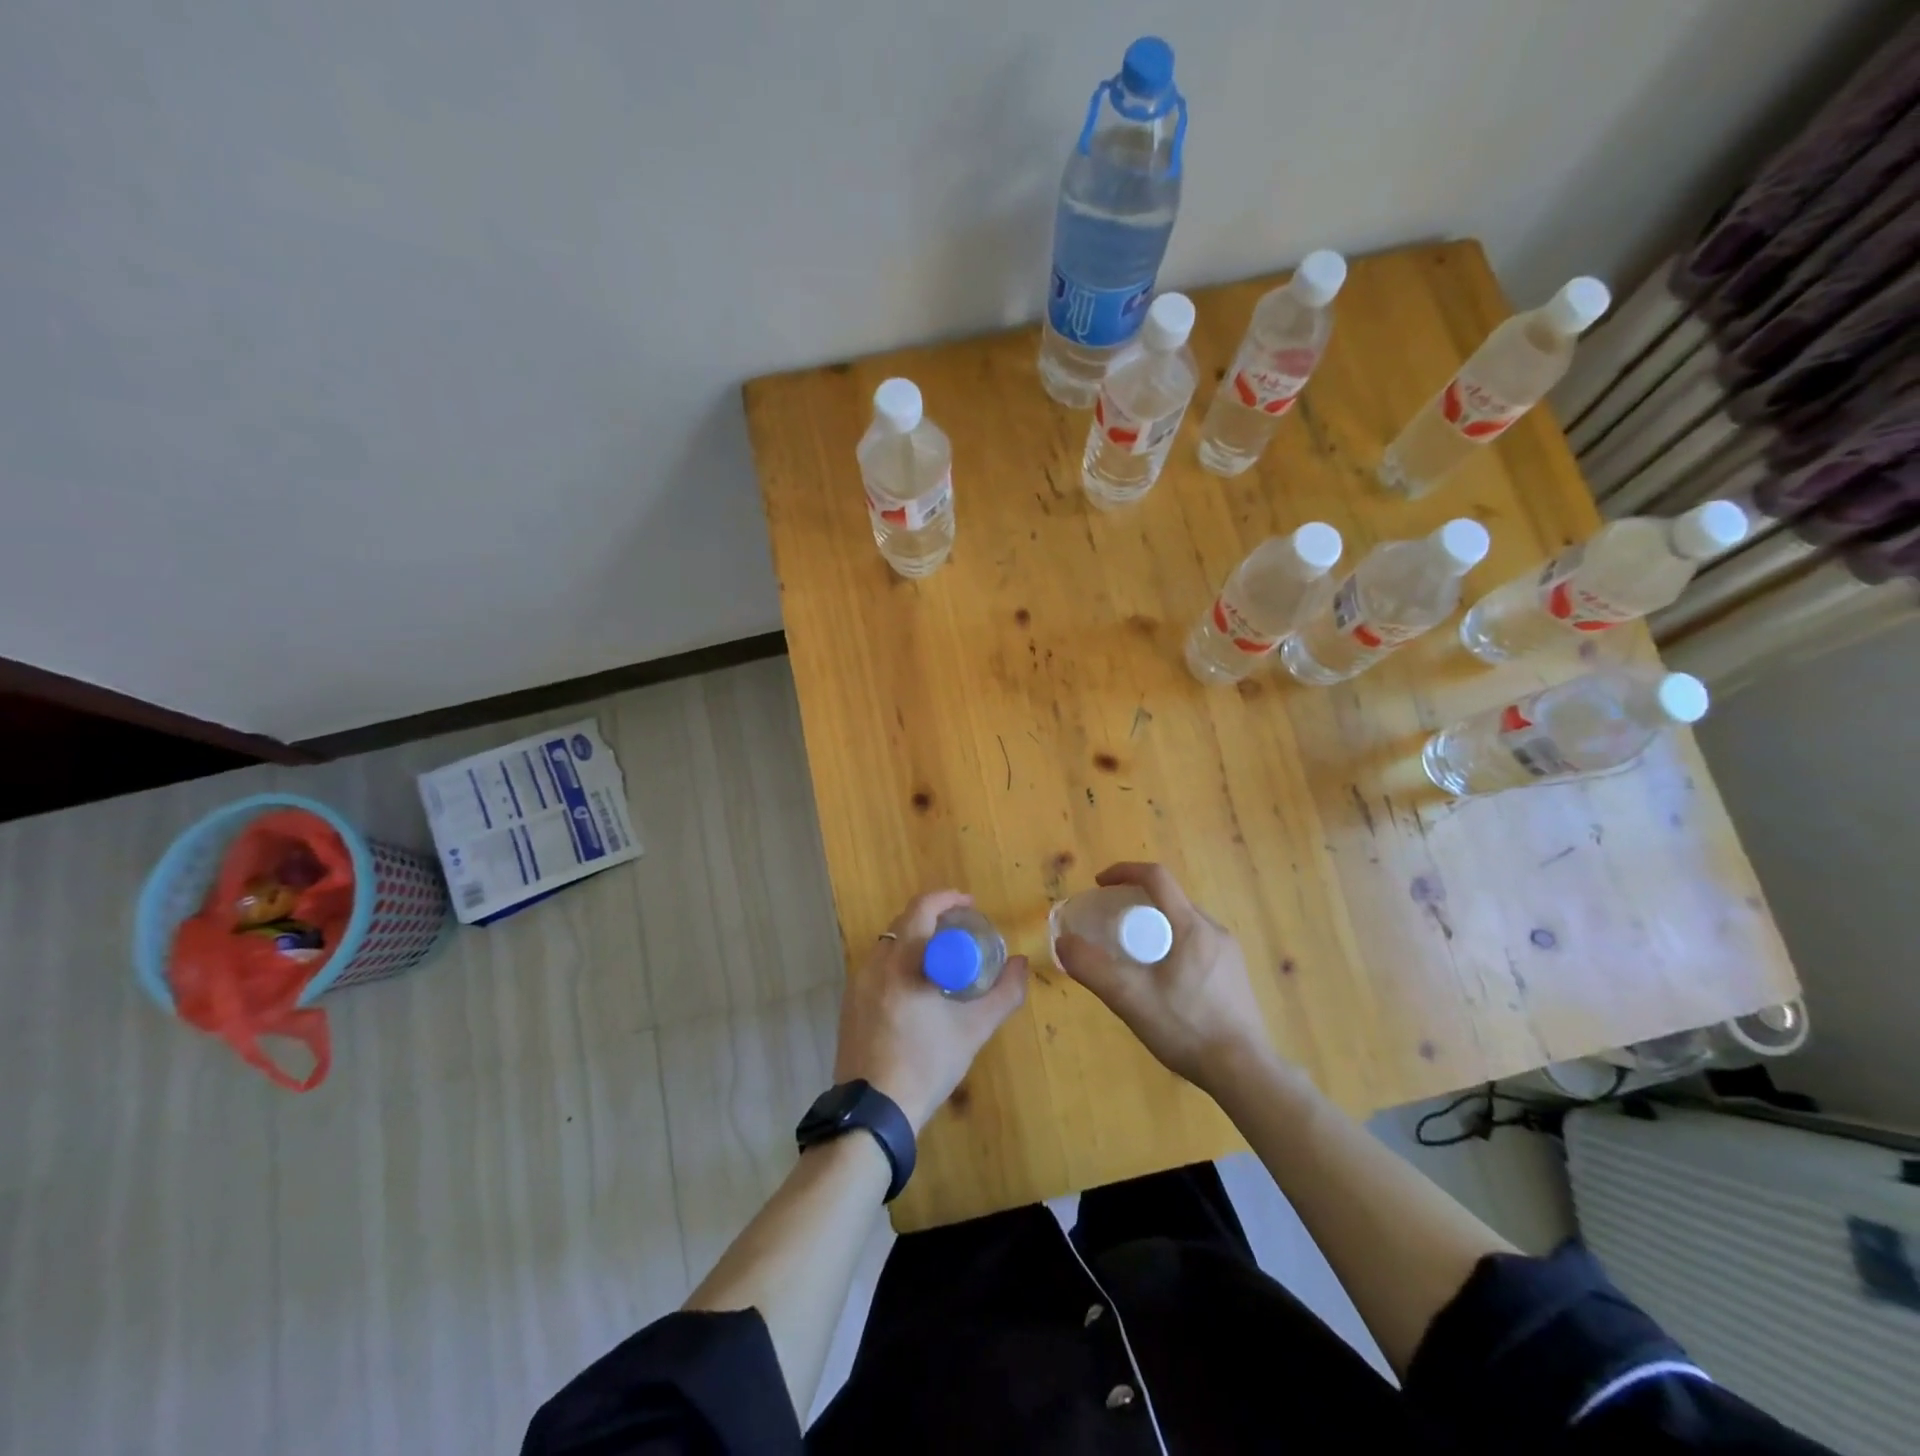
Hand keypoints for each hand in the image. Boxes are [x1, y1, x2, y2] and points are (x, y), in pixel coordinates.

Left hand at [833, 890, 1028, 1131]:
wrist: (874, 1112)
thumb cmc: (926, 1064)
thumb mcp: (973, 1029)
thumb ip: (1004, 994)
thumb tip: (1021, 964)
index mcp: (903, 960)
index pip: (922, 907)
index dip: (948, 899)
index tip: (971, 906)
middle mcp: (875, 963)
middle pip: (904, 922)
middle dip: (934, 917)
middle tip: (962, 930)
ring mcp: (857, 983)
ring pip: (889, 944)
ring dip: (916, 940)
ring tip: (943, 958)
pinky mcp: (850, 1004)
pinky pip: (878, 967)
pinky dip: (900, 962)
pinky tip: (917, 988)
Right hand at [1055, 862, 1274, 1096]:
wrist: (1245, 1073)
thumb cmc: (1187, 1028)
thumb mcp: (1130, 998)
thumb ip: (1092, 968)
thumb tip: (1063, 942)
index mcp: (1192, 926)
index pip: (1157, 877)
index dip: (1124, 871)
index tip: (1099, 884)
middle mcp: (1215, 931)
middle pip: (1169, 900)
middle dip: (1135, 904)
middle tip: (1111, 927)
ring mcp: (1229, 953)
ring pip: (1183, 924)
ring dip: (1155, 927)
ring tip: (1133, 956)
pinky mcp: (1235, 975)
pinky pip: (1197, 944)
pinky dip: (1172, 946)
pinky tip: (1162, 982)